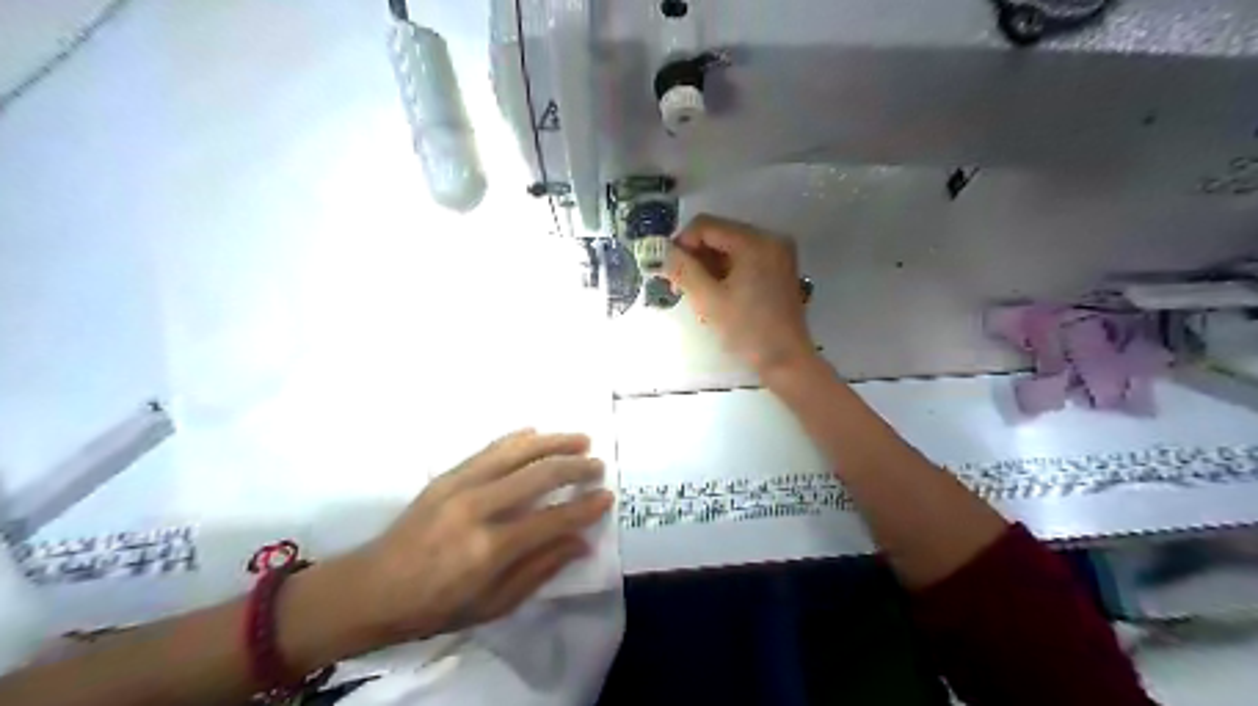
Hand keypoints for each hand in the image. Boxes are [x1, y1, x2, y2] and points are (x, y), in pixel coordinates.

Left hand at [355, 429, 611, 643]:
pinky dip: (517, 438)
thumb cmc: (435, 606)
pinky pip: (490, 448)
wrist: (371, 588)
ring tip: (580, 439)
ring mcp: (460, 485)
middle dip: (575, 467)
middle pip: (538, 475)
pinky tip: (536, 432)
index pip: (551, 519)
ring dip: (553, 442)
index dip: (584, 507)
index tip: (606, 497)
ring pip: (517, 451)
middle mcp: (477, 508)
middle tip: (598, 465)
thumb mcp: (493, 605)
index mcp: (489, 548)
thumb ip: (540, 570)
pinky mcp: (447, 475)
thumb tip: (580, 543)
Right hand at [669, 214, 816, 377]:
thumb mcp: (709, 300)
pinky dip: (725, 272)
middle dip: (695, 257)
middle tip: (681, 286)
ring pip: (729, 247)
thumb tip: (662, 252)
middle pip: (719, 234)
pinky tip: (717, 295)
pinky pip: (743, 259)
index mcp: (755, 242)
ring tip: (699, 295)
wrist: (786, 360)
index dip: (682, 244)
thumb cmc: (748, 330)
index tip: (670, 271)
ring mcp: (777, 254)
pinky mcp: (778, 269)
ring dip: (708, 266)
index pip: (706, 225)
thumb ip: (683, 270)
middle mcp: (770, 239)